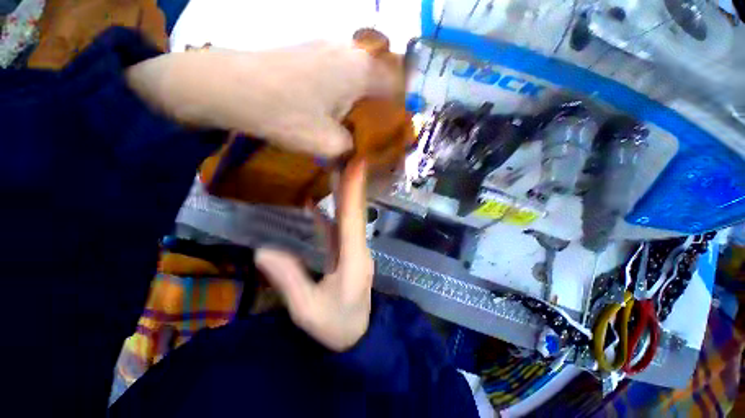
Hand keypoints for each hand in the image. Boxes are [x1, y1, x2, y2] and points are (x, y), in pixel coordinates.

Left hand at [126, 43, 389, 156]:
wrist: (233, 87)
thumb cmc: (287, 115)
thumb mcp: (328, 144)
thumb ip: (352, 149)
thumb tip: (356, 151)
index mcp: (362, 72)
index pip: (399, 87)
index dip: (403, 108)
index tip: (399, 127)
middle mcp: (352, 52)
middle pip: (382, 78)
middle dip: (385, 104)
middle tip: (380, 128)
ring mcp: (330, 47)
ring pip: (362, 74)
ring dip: (365, 97)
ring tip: (359, 121)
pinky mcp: (313, 51)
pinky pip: (343, 71)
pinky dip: (347, 90)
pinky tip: (337, 107)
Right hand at [255, 158, 373, 350]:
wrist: (356, 338)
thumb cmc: (335, 327)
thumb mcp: (307, 310)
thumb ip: (288, 279)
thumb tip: (262, 249)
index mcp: (354, 259)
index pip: (353, 219)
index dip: (354, 191)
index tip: (356, 164)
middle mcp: (358, 249)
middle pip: (354, 213)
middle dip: (350, 185)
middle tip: (344, 158)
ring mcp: (354, 251)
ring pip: (348, 219)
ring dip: (342, 196)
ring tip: (333, 173)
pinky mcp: (348, 255)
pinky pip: (339, 231)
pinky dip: (329, 217)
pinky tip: (317, 205)